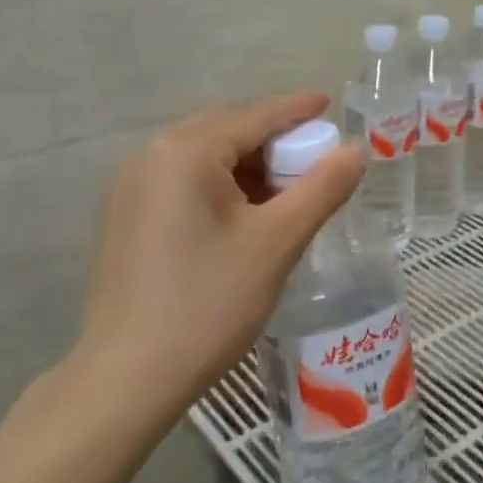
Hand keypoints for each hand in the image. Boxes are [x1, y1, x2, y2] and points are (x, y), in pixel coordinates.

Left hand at [72, 93, 364, 425]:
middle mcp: (151, 157)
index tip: (330, 102)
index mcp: (185, 152)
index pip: (255, 116)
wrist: (127, 380)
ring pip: (204, 157)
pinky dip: (220, 185)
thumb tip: (356, 150)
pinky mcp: (126, 218)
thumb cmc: (208, 303)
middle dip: (273, 139)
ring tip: (285, 191)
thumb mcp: (277, 242)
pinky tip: (243, 215)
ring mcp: (131, 188)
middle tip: (314, 158)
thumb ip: (322, 188)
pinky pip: (183, 181)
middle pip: (226, 130)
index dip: (297, 109)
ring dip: (247, 164)